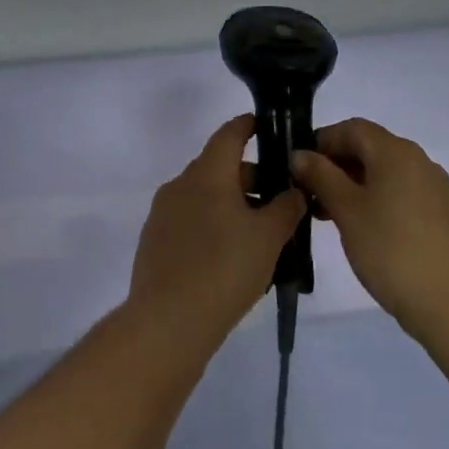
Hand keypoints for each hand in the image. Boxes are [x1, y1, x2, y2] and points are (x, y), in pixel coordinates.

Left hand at [128, 116, 305, 351]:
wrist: (168, 322)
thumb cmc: (225, 268)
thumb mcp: (269, 237)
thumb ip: (286, 207)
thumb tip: (294, 190)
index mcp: (207, 173)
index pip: (229, 134)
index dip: (248, 126)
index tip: (266, 127)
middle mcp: (180, 184)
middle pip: (218, 167)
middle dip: (249, 177)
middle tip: (278, 200)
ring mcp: (163, 213)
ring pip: (203, 196)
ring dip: (231, 204)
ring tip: (259, 233)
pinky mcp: (154, 242)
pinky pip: (189, 221)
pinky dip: (211, 225)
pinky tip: (229, 256)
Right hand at [290, 118, 448, 340]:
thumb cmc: (391, 250)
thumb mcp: (347, 211)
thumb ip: (321, 176)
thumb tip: (300, 154)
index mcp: (395, 151)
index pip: (352, 128)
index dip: (322, 141)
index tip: (298, 168)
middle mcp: (418, 160)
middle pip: (369, 148)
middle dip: (336, 165)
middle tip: (309, 194)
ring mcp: (434, 187)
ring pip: (385, 172)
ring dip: (354, 184)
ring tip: (329, 215)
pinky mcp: (442, 214)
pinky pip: (401, 192)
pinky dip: (376, 199)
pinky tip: (363, 229)